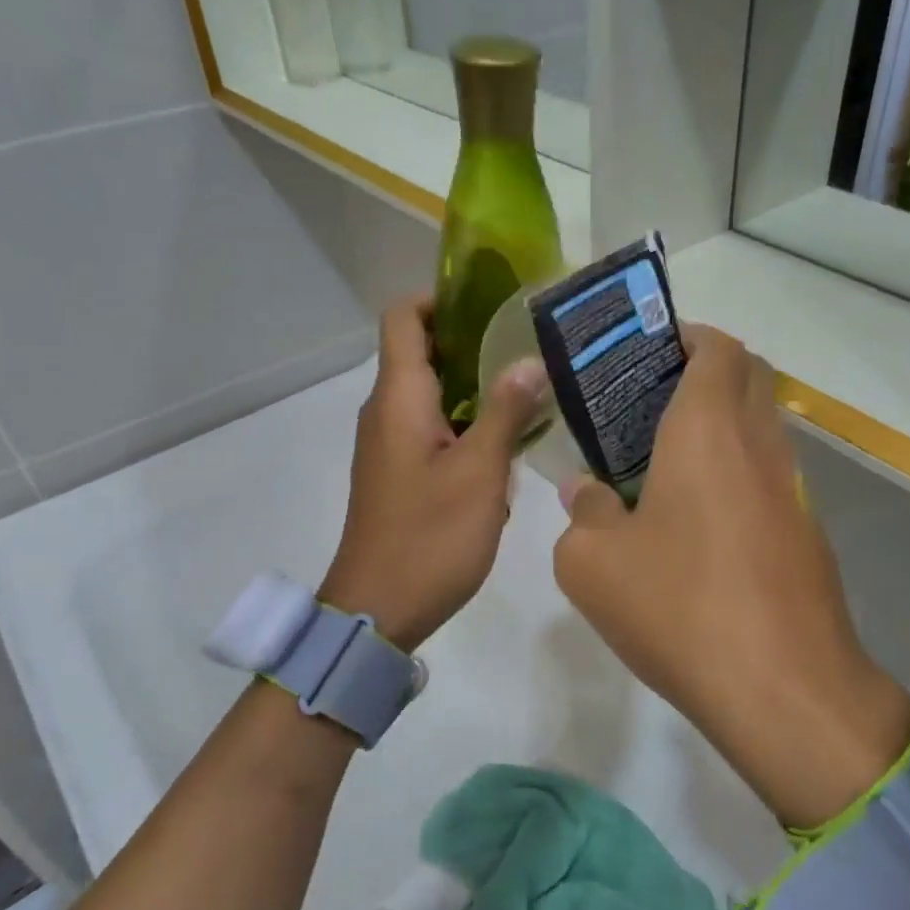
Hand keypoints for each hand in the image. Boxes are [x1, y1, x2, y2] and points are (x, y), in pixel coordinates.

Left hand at [320, 294, 545, 652]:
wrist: (378, 610)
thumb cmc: (429, 537)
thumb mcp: (480, 473)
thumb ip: (504, 411)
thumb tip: (529, 360)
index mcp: (399, 399)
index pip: (404, 318)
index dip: (441, 299)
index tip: (492, 304)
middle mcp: (387, 411)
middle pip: (422, 352)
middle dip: (473, 341)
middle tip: (530, 345)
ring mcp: (390, 444)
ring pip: (433, 393)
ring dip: (476, 386)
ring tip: (531, 388)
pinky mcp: (400, 472)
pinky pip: (433, 428)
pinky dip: (467, 423)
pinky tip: (509, 443)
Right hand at [552, 326, 909, 825]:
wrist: (783, 690)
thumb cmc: (679, 607)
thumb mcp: (593, 564)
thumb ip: (583, 513)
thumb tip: (586, 492)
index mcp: (709, 429)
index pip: (718, 348)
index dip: (687, 336)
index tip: (649, 353)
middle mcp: (760, 445)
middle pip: (748, 377)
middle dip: (705, 373)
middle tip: (649, 402)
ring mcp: (793, 490)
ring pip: (761, 428)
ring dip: (721, 426)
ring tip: (663, 462)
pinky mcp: (806, 534)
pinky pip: (768, 478)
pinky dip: (736, 473)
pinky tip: (696, 522)